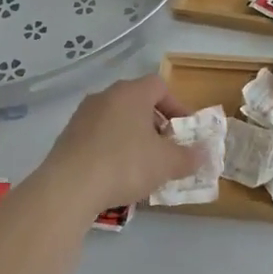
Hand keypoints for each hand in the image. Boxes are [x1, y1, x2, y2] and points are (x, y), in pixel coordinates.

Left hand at [40, 74, 197, 211]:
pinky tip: (116, 173)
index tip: (184, 131)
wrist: (69, 187)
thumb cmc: (125, 165)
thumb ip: (189, 156)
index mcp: (131, 93)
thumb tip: (204, 153)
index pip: (160, 86)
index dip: (177, 106)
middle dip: (156, 124)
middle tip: (166, 149)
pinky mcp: (68, 136)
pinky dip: (112, 148)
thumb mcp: (166, 163)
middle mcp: (105, 96)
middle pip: (138, 102)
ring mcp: (83, 115)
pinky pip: (99, 136)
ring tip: (143, 165)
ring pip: (117, 119)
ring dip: (133, 137)